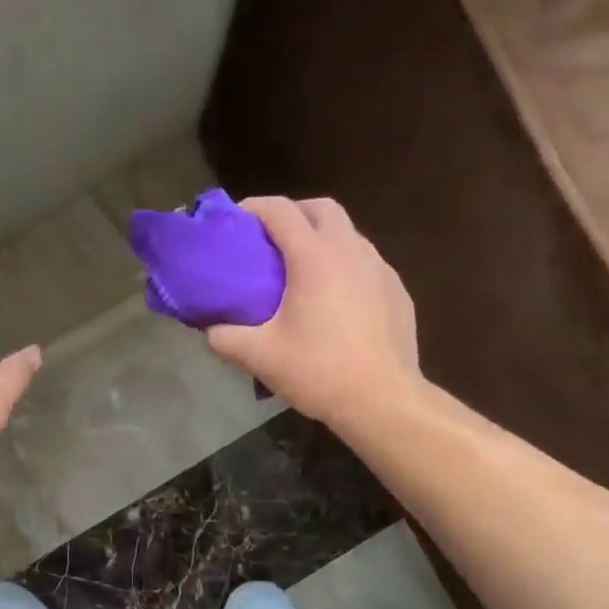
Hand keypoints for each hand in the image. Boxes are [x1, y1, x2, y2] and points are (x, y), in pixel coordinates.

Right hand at [207, 197, 421, 428]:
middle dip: (294, 214)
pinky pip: (367, 264)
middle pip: (322, 209)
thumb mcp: (260, 357)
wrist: (382, 400)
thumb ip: (225, 338)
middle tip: (272, 240)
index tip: (235, 220)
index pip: (280, 211)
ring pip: (349, 235)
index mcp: (314, 257)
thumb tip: (210, 330)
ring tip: (303, 272)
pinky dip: (346, 268)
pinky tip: (337, 301)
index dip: (254, 208)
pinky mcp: (398, 291)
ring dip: (323, 240)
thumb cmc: (318, 372)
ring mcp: (380, 269)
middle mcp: (351, 250)